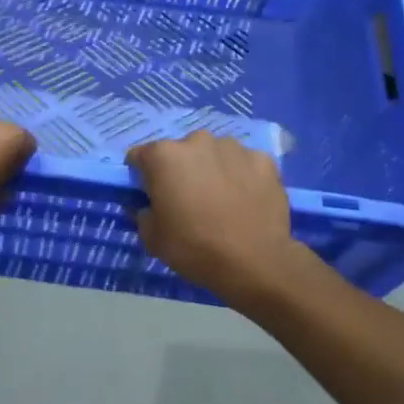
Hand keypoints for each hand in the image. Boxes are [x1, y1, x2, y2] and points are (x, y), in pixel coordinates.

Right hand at [128, 131, 310, 301]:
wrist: (255, 263)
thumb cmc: (194, 248)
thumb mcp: (152, 238)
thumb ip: (142, 213)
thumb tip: (147, 206)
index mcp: (164, 155)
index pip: (140, 157)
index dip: (142, 177)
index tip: (151, 196)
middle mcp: (197, 140)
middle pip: (180, 152)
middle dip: (180, 170)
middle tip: (188, 200)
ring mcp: (234, 148)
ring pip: (214, 154)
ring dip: (212, 169)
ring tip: (221, 200)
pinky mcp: (263, 160)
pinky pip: (245, 164)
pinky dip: (242, 176)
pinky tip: (246, 200)